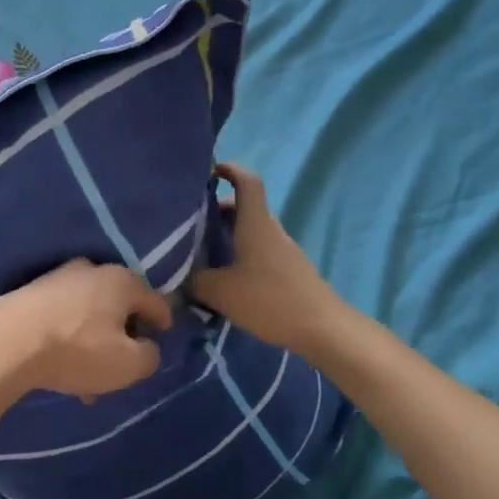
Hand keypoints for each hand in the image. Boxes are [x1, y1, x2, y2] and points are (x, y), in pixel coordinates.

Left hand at [0, 259, 169, 402]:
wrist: (7, 342)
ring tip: (88, 379)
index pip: (155, 300)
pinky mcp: (30, 291)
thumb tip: (147, 348)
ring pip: (88, 313)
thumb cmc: (77, 350)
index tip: (164, 337)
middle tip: (124, 363)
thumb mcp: (128, 365)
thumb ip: (149, 357)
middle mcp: (92, 270)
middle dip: (123, 334)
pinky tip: (61, 365)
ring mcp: (57, 277)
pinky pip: (62, 316)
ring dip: (93, 341)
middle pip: (118, 304)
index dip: (163, 321)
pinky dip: (68, 337)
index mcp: (122, 281)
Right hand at [191, 163, 344, 355]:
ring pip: (250, 230)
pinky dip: (238, 253)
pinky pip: (257, 250)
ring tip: (201, 250)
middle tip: (189, 221)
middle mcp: (270, 230)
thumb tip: (176, 277)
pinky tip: (224, 277)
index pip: (246, 181)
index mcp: (255, 223)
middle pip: (244, 206)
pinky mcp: (287, 271)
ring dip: (227, 234)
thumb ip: (193, 281)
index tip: (207, 171)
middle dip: (217, 208)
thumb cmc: (270, 299)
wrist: (323, 329)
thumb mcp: (221, 291)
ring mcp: (282, 250)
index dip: (228, 169)